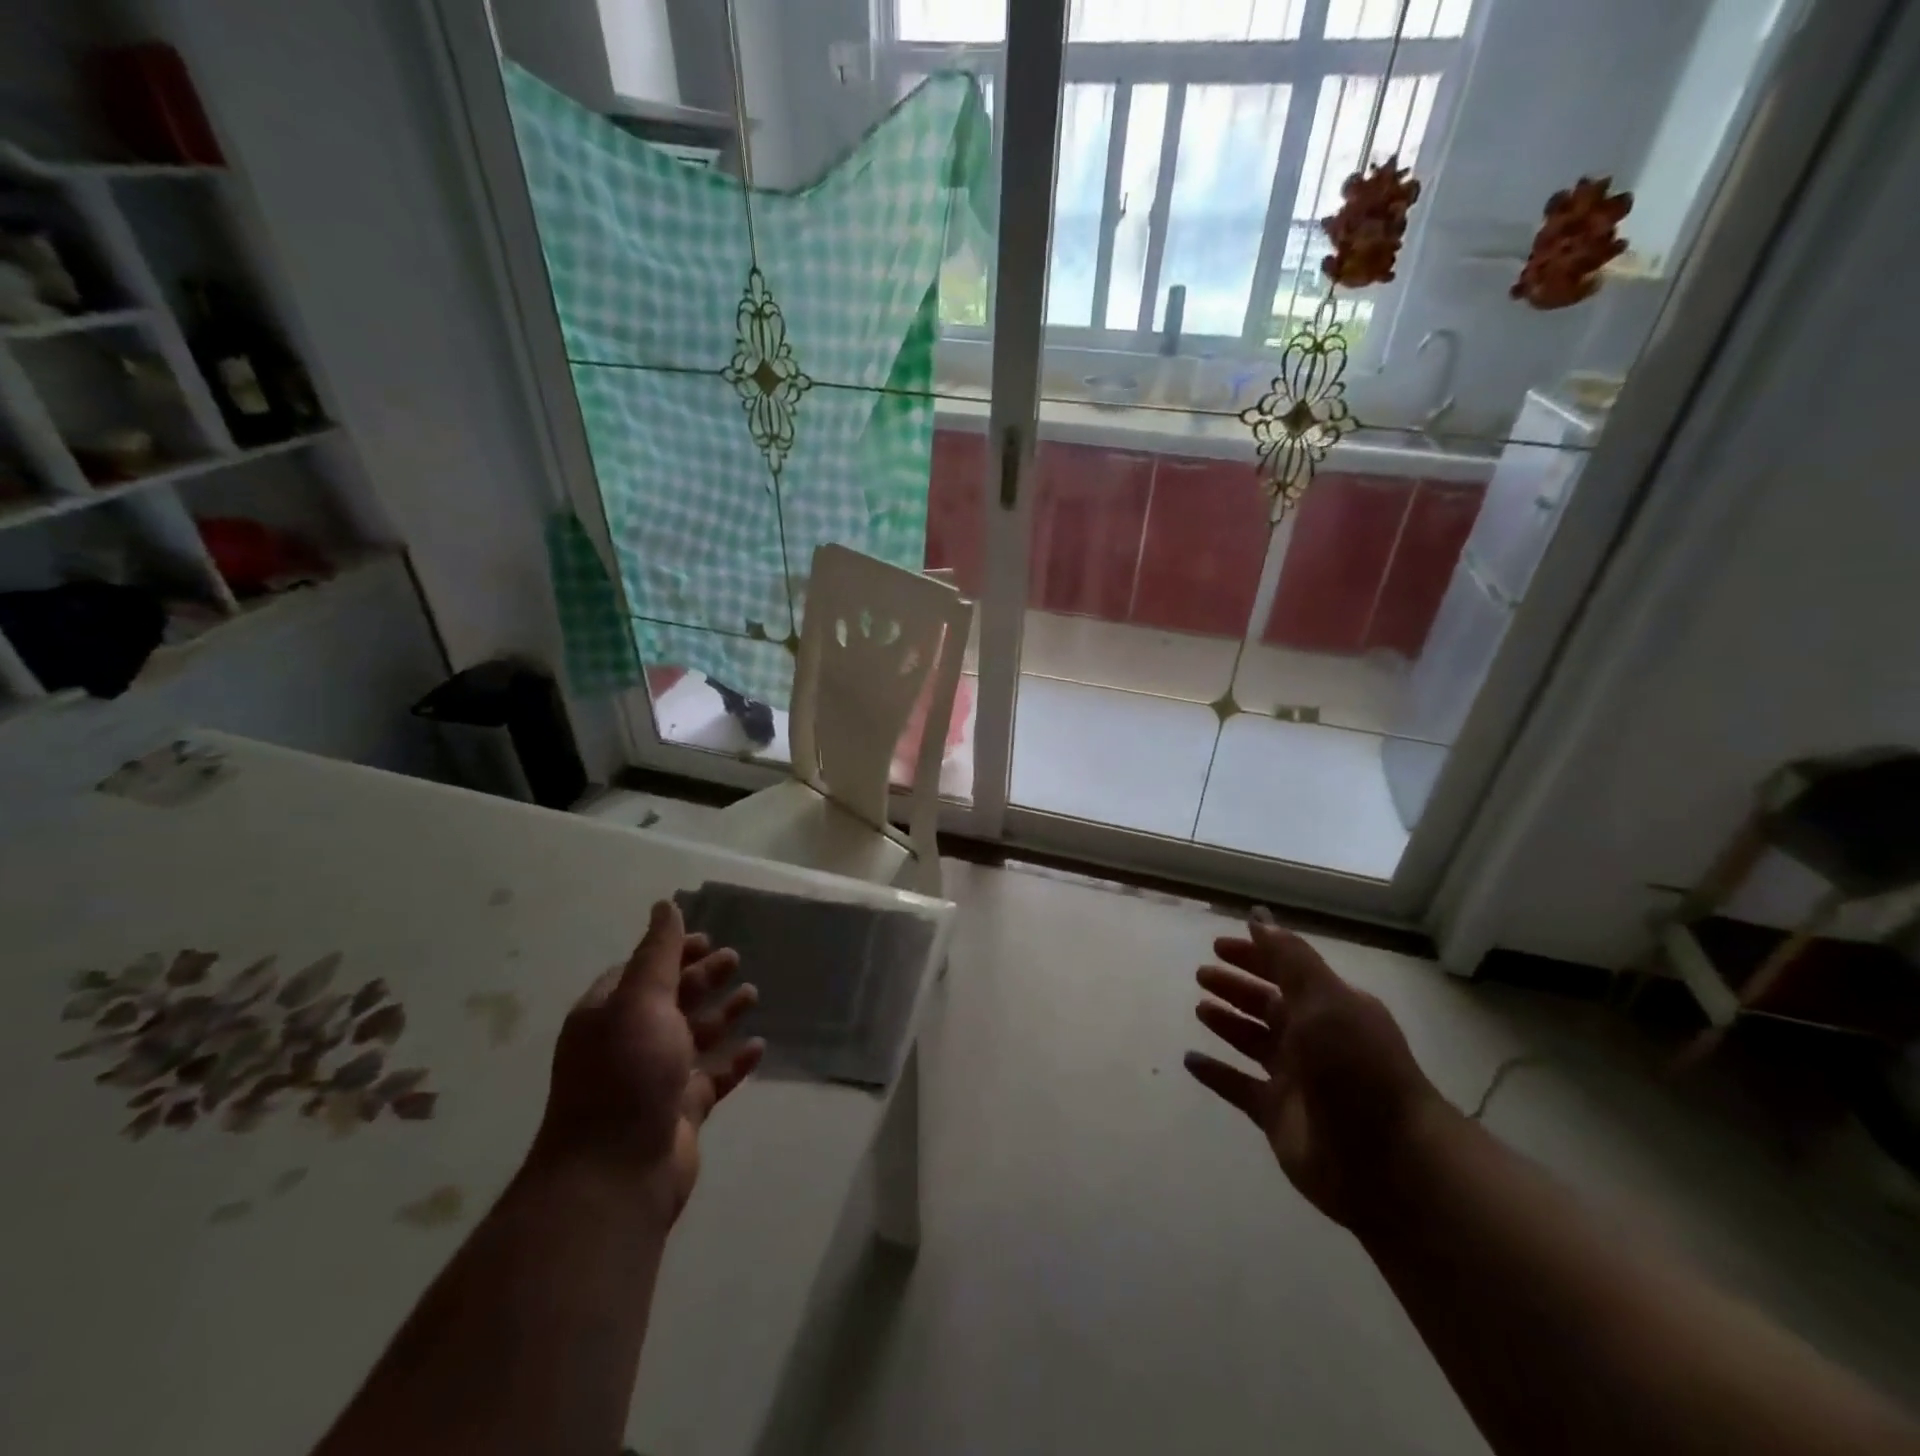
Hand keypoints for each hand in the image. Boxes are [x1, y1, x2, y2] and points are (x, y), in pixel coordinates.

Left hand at [534, 900, 764, 1218]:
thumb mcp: (640, 1001)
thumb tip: (665, 905)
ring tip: (753, 994)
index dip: (673, 952)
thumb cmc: (626, 1074)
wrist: (616, 1174)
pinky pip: (713, 1077)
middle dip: (702, 977)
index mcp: (609, 1015)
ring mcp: (656, 1079)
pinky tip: (759, 1046)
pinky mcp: (681, 1111)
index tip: (707, 937)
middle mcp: (629, 1043)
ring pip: (695, 1036)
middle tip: (735, 958)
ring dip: (722, 1014)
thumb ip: (658, 953)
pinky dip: (734, 1060)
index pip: (642, 971)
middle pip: (672, 1000)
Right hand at [1184, 909, 1445, 1227]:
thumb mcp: (1325, 999)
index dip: (1254, 955)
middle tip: (1202, 974)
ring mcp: (1294, 1079)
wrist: (1388, 1161)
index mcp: (1329, 1008)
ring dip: (1227, 1024)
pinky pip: (1238, 1087)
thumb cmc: (1356, 1067)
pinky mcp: (1277, 1115)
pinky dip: (1216, 1073)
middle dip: (1236, 987)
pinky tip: (1190, 1059)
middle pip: (1267, 1004)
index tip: (1219, 945)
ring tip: (1200, 1009)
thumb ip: (1288, 958)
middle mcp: (1312, 1039)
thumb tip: (1258, 916)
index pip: (1286, 971)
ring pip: (1252, 1042)